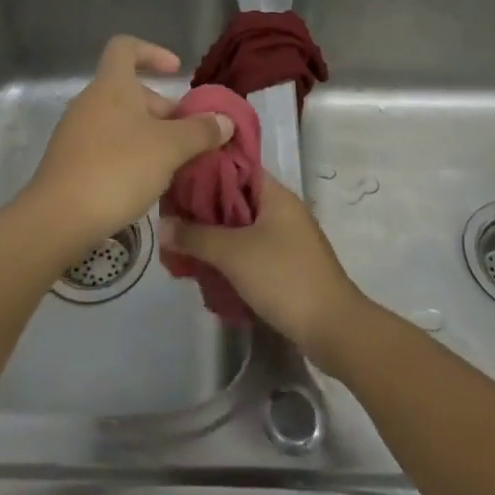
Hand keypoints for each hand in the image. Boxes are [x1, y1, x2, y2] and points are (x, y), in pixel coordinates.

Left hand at [20, 36, 235, 256]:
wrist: (59, 219)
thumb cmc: (118, 169)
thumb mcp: (170, 148)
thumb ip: (200, 131)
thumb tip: (224, 120)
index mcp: (111, 85)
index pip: (125, 47)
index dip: (152, 52)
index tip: (176, 72)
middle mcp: (89, 101)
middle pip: (129, 90)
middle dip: (162, 109)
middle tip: (188, 137)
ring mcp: (75, 132)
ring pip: (120, 121)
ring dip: (149, 136)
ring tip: (173, 164)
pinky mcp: (70, 162)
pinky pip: (106, 146)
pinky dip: (130, 155)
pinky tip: (146, 184)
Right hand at [159, 179, 369, 368]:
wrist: (332, 328)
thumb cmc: (284, 277)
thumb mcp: (233, 253)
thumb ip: (195, 236)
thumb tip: (161, 225)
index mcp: (275, 194)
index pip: (235, 166)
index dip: (204, 170)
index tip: (174, 179)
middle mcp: (282, 210)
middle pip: (235, 198)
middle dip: (203, 208)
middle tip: (170, 218)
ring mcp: (287, 238)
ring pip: (241, 227)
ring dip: (214, 236)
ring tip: (181, 246)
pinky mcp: (286, 265)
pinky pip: (250, 250)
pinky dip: (229, 256)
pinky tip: (205, 269)